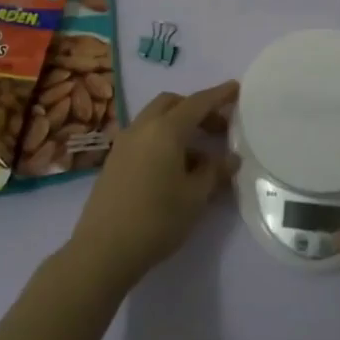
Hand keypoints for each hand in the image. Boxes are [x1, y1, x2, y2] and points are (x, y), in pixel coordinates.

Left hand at [65, 80, 239, 290]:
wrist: (103, 251)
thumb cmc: (157, 220)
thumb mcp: (195, 197)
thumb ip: (214, 172)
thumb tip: (230, 158)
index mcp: (165, 130)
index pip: (198, 103)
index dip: (219, 95)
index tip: (236, 88)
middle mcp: (142, 128)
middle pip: (172, 103)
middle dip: (196, 109)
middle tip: (219, 128)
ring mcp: (124, 143)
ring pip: (155, 118)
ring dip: (179, 124)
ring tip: (200, 154)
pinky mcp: (114, 160)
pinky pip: (144, 136)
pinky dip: (163, 138)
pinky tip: (175, 167)